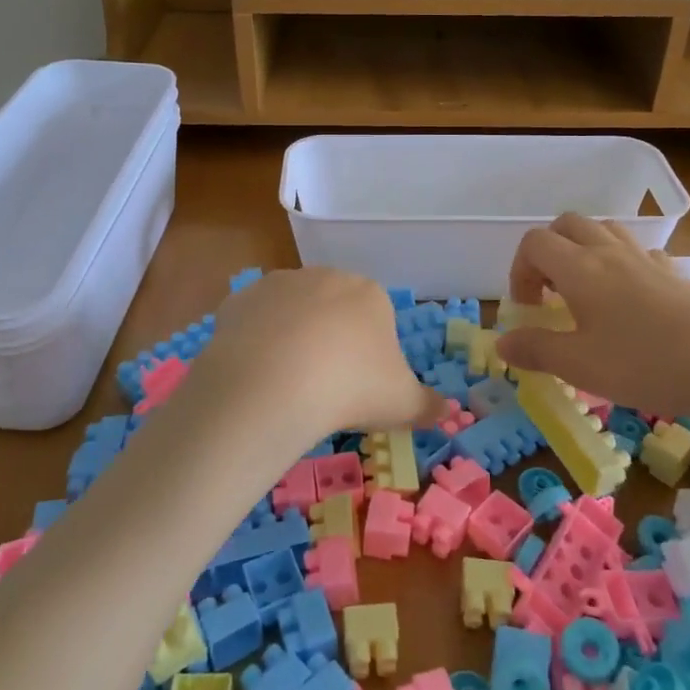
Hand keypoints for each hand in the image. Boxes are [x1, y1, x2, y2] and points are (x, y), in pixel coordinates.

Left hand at [173, 267, 442, 452]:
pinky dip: (256, 341)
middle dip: (330, 338)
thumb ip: (429, 406)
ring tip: (287, 382)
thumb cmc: (351, 388)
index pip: (375, 317)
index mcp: (369, 293)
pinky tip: (256, 372)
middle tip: (324, 384)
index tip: (360, 385)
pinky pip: (254, 320)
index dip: (369, 352)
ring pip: (291, 311)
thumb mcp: (402, 403)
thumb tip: (450, 413)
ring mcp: (279, 284)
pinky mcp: (240, 299)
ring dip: (291, 336)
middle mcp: (324, 276)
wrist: (275, 383)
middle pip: (332, 308)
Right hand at [493, 213, 689, 427]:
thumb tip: (502, 342)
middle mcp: (609, 252)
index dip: (520, 270)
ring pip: (605, 229)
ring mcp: (646, 260)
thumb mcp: (579, 366)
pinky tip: (628, 297)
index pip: (534, 243)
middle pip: (567, 224)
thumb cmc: (644, 364)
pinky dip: (621, 262)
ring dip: (584, 249)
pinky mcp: (675, 274)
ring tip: (585, 290)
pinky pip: (639, 250)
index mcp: (579, 268)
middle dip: (548, 251)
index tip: (529, 309)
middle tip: (550, 293)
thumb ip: (535, 350)